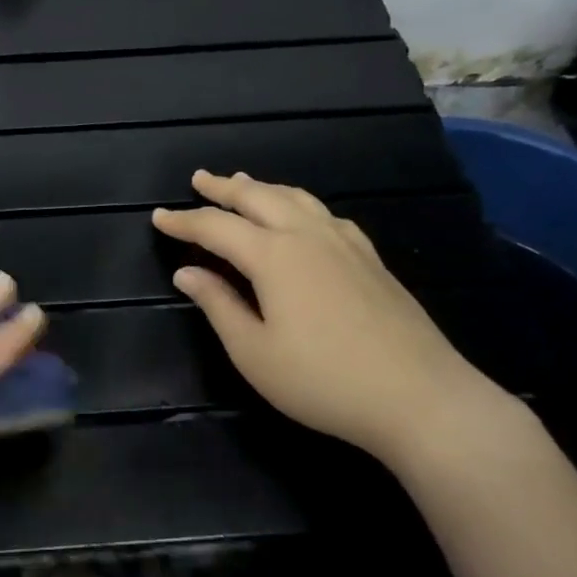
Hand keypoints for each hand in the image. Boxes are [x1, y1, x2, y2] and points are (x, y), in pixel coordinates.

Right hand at [153, 170, 510, 465]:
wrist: (419, 397)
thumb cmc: (321, 380)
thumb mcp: (253, 351)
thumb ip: (218, 305)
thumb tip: (186, 273)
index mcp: (274, 256)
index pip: (216, 228)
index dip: (184, 221)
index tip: (158, 216)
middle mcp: (309, 236)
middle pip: (259, 198)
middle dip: (224, 188)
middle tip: (199, 180)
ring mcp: (346, 244)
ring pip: (297, 199)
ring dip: (264, 188)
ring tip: (244, 182)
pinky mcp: (371, 260)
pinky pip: (327, 214)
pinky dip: (300, 204)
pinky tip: (303, 214)